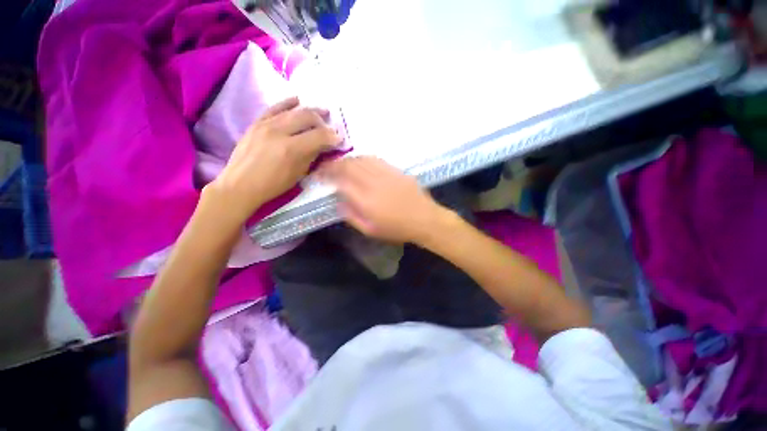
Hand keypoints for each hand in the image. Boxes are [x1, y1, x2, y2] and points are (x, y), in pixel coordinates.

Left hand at [207, 97, 341, 223]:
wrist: (240, 184)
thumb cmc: (273, 185)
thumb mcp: (298, 174)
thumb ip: (311, 157)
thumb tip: (322, 146)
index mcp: (292, 149)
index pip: (318, 136)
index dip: (332, 136)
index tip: (339, 138)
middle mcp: (279, 131)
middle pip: (307, 117)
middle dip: (322, 120)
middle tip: (331, 125)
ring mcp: (266, 124)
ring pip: (292, 110)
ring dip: (309, 110)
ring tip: (321, 111)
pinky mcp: (256, 123)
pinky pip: (274, 108)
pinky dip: (287, 103)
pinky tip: (297, 100)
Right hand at [320, 157, 447, 243]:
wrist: (424, 219)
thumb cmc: (397, 229)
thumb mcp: (370, 230)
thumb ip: (352, 216)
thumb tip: (339, 202)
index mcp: (365, 200)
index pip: (340, 181)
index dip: (327, 175)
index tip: (319, 174)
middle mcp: (373, 183)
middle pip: (349, 166)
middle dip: (334, 164)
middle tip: (327, 167)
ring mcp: (385, 174)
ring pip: (361, 159)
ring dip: (348, 159)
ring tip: (341, 164)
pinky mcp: (395, 170)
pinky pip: (375, 159)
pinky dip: (363, 158)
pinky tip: (360, 162)